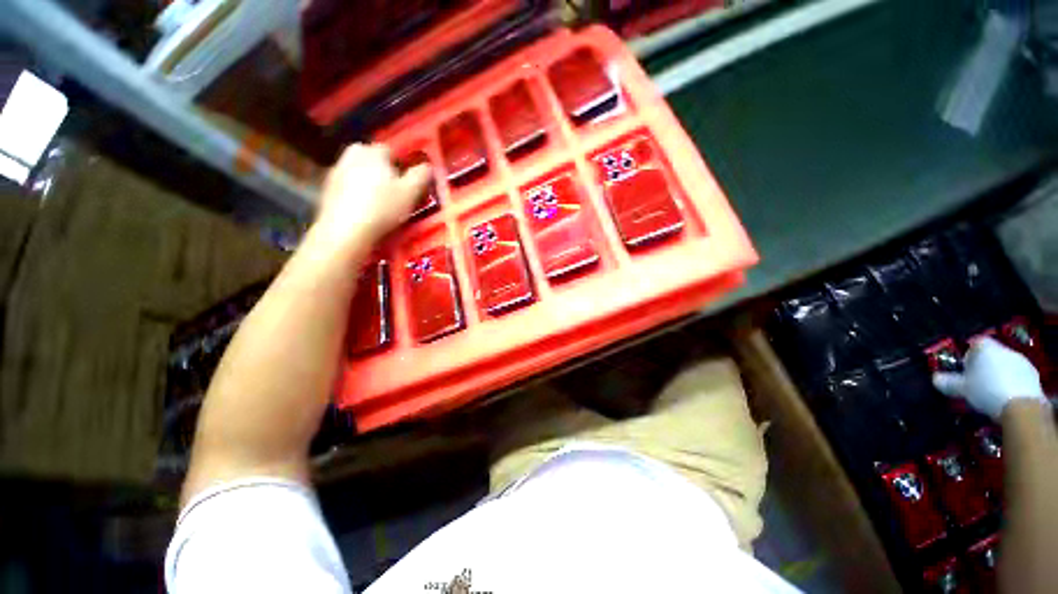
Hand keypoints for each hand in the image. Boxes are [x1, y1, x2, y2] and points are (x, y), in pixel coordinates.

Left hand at [312, 143, 430, 248]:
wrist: (346, 230)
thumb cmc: (383, 208)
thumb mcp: (411, 193)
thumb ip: (421, 175)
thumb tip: (427, 165)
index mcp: (373, 152)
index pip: (390, 150)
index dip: (401, 164)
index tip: (407, 181)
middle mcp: (352, 155)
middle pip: (370, 157)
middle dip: (381, 168)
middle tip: (392, 188)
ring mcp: (336, 171)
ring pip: (357, 170)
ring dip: (367, 180)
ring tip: (378, 200)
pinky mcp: (327, 189)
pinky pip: (346, 185)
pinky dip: (354, 192)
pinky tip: (363, 208)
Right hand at [933, 337, 1046, 419]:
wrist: (1022, 406)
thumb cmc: (987, 391)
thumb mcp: (962, 389)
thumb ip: (948, 382)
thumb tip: (935, 378)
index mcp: (985, 347)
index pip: (974, 343)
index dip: (968, 355)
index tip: (964, 369)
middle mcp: (1004, 349)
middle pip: (992, 354)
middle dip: (985, 366)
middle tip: (976, 381)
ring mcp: (1022, 361)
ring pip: (1005, 364)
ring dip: (999, 374)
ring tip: (992, 391)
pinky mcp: (1033, 375)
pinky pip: (1017, 375)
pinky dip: (1011, 383)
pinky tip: (1006, 396)